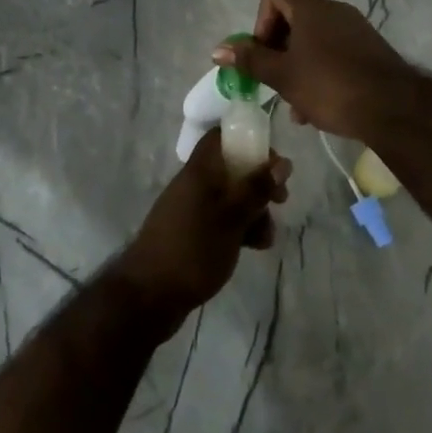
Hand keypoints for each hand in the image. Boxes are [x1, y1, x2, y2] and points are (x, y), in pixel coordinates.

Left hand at [113, 129, 290, 334]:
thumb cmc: (193, 249)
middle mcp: (195, 184)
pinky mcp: (193, 233)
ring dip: (254, 211)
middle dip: (260, 182)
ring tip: (266, 236)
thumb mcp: (232, 217)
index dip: (248, 139)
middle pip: (232, 168)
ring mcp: (192, 210)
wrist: (150, 296)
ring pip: (231, 198)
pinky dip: (241, 228)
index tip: (273, 159)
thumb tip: (282, 162)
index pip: (221, 136)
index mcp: (199, 171)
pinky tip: (255, 247)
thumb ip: (256, 188)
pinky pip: (223, 220)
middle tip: (281, 199)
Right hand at [213, 0, 409, 138]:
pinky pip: (334, 53)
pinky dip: (319, 72)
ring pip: (313, 40)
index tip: (263, 51)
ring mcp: (355, 30)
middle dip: (277, 49)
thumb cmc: (330, 86)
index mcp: (311, 8)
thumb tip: (218, 49)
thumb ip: (250, 60)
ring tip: (294, 105)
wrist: (394, 108)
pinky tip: (317, 109)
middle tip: (273, 80)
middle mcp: (334, 11)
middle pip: (293, 17)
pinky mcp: (369, 50)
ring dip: (297, 66)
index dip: (261, 18)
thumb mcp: (283, 76)